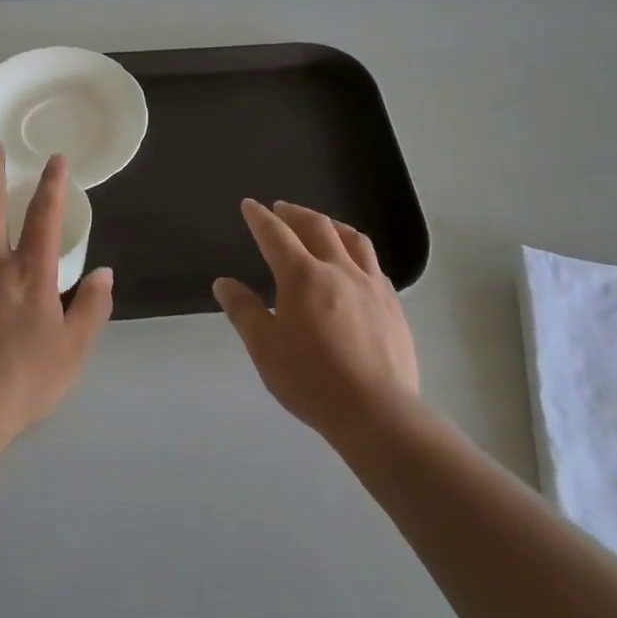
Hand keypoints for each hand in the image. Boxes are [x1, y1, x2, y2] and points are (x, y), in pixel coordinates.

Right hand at [214, 199, 418, 443]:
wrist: (377, 411)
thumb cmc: (311, 380)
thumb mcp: (265, 348)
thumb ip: (244, 311)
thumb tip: (224, 283)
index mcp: (302, 276)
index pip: (276, 235)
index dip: (260, 218)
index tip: (250, 205)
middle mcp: (338, 269)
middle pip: (316, 226)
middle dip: (295, 213)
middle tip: (281, 208)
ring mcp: (370, 284)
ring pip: (352, 239)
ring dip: (331, 224)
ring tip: (321, 225)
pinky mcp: (392, 303)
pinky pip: (373, 264)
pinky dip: (356, 252)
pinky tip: (354, 265)